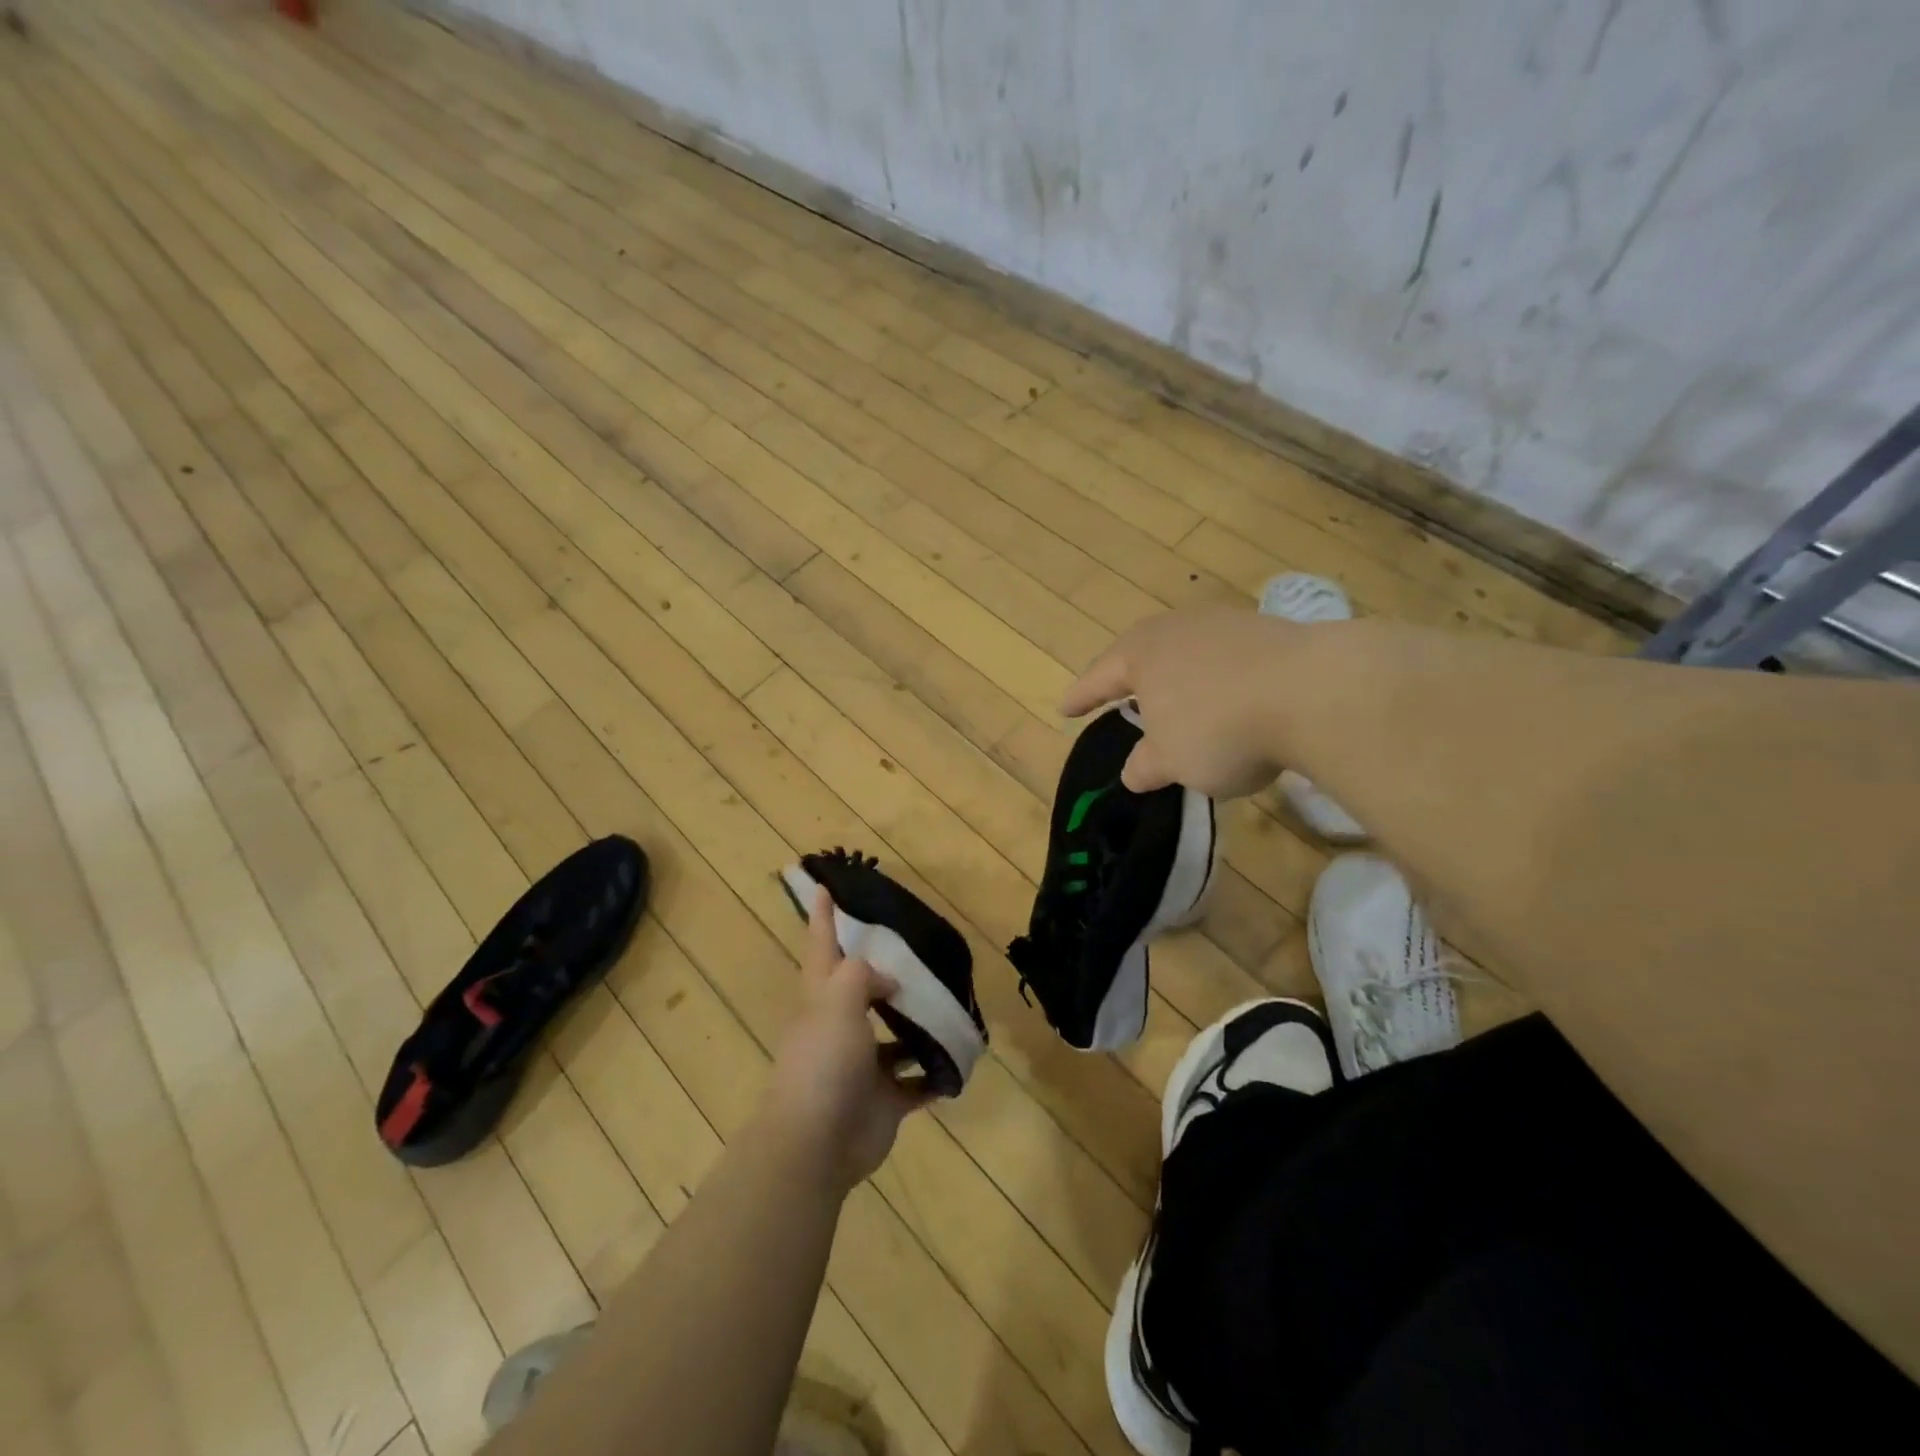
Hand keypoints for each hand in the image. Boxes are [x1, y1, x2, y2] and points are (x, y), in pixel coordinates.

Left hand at [767, 888, 933, 1190]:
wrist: (817, 1144)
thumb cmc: (823, 1062)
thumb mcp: (837, 1001)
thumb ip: (862, 976)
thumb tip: (888, 982)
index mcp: (821, 999)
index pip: (822, 946)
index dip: (822, 916)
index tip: (824, 886)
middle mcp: (841, 1027)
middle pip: (862, 990)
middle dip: (884, 973)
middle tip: (917, 949)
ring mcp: (863, 1066)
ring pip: (895, 1036)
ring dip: (918, 1024)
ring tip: (950, 1001)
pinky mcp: (885, 1100)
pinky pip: (917, 1082)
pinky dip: (935, 1073)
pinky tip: (959, 1057)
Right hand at [1065, 606, 1298, 798]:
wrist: (1314, 692)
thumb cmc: (1220, 728)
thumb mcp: (1173, 761)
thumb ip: (1146, 766)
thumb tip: (1133, 772)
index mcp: (1141, 654)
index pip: (1099, 678)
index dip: (1081, 697)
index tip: (1064, 709)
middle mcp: (1178, 628)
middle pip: (1143, 653)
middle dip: (1131, 679)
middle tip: (1120, 696)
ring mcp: (1226, 624)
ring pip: (1188, 652)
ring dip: (1179, 678)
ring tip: (1179, 700)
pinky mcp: (1269, 631)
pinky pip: (1228, 658)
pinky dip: (1220, 680)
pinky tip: (1232, 699)